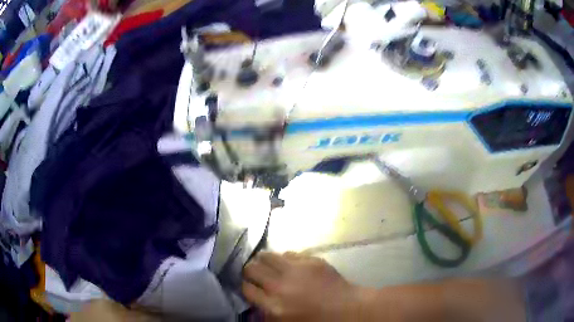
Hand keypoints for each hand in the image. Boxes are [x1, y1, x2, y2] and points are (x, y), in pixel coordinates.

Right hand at [242, 252, 363, 320]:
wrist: (347, 309)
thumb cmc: (316, 321)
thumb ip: (266, 314)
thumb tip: (255, 302)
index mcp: (273, 306)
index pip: (246, 288)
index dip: (245, 286)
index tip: (249, 286)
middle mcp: (280, 285)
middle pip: (251, 268)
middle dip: (250, 271)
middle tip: (256, 274)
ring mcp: (296, 270)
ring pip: (266, 255)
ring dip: (264, 261)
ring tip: (269, 266)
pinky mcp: (310, 260)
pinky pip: (289, 253)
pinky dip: (285, 259)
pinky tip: (290, 266)